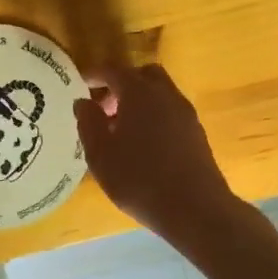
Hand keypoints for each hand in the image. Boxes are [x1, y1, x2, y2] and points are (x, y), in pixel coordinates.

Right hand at [75, 63, 277, 278]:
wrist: (195, 208)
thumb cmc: (139, 179)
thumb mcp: (100, 154)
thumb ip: (88, 123)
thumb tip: (83, 101)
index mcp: (139, 93)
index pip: (114, 70)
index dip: (95, 74)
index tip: (81, 83)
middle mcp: (166, 95)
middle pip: (143, 75)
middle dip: (121, 84)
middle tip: (103, 107)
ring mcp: (185, 113)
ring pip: (160, 94)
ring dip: (139, 102)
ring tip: (120, 131)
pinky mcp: (196, 133)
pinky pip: (170, 112)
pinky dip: (153, 116)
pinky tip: (142, 146)